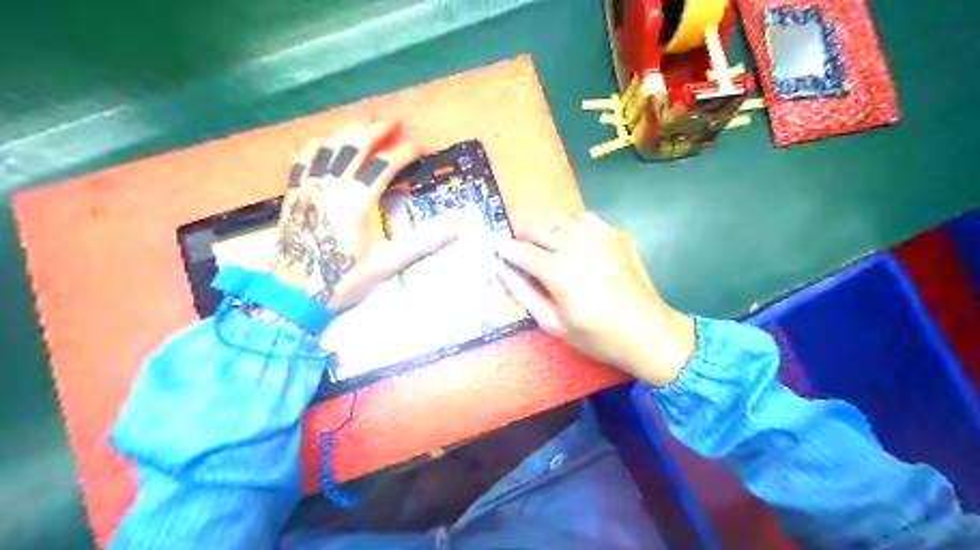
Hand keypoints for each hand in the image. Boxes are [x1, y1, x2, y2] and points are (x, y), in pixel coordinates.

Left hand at [268, 117, 457, 308]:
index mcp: (358, 201)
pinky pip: (303, 159)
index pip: (384, 164)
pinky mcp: (294, 194)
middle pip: (355, 146)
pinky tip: (324, 140)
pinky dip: (316, 145)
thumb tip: (459, 231)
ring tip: (364, 121)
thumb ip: (425, 243)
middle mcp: (332, 186)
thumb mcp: (389, 263)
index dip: (404, 151)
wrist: (295, 293)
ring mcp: (309, 187)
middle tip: (393, 121)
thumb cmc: (345, 279)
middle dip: (375, 130)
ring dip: (348, 131)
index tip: (419, 145)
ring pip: (328, 147)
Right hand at [498, 214, 694, 387]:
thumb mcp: (554, 325)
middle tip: (523, 252)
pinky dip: (573, 226)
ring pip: (561, 220)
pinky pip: (586, 218)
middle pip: (539, 229)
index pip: (521, 251)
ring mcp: (600, 237)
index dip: (503, 247)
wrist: (649, 333)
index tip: (492, 244)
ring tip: (548, 247)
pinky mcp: (617, 235)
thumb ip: (525, 294)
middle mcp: (577, 247)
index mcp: (559, 272)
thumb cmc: (598, 337)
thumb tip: (502, 271)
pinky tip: (575, 241)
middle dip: (525, 238)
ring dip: (549, 231)